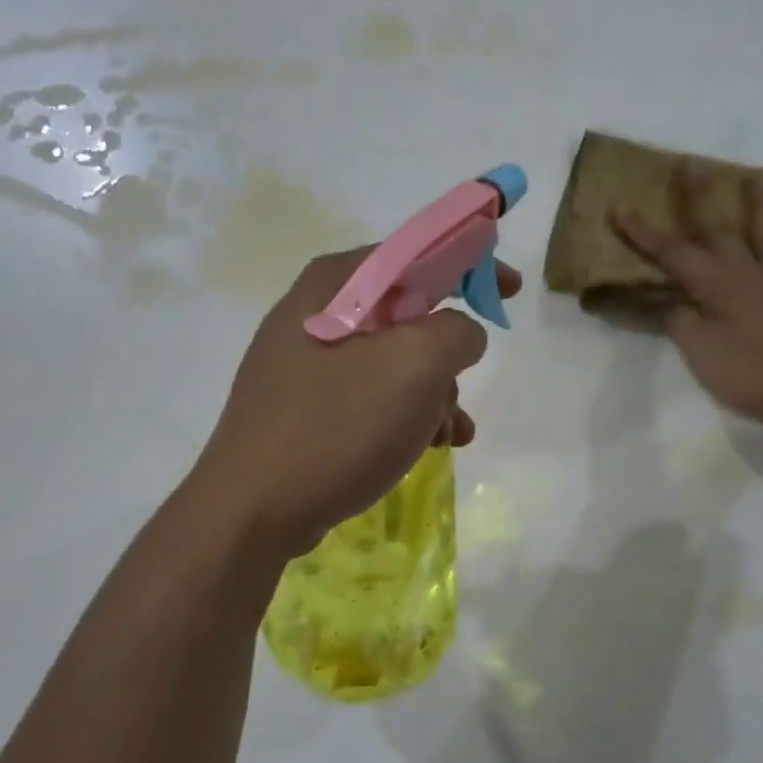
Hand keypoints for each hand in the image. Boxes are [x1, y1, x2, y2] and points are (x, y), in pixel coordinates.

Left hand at [195, 248, 521, 554]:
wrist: (253, 510)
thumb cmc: (337, 426)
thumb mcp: (415, 365)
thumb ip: (456, 332)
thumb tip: (460, 335)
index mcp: (334, 284)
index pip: (414, 252)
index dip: (469, 263)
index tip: (508, 291)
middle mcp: (314, 314)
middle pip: (406, 314)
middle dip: (447, 354)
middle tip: (463, 386)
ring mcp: (304, 365)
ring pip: (392, 363)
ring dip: (432, 394)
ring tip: (449, 435)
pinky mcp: (303, 410)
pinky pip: (369, 399)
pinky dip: (404, 417)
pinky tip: (424, 449)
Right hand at [614, 160, 762, 430]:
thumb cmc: (756, 373)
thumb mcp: (702, 355)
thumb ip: (682, 324)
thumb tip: (674, 303)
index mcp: (719, 287)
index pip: (674, 255)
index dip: (645, 233)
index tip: (621, 207)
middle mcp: (753, 276)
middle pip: (722, 232)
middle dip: (701, 199)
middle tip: (692, 163)